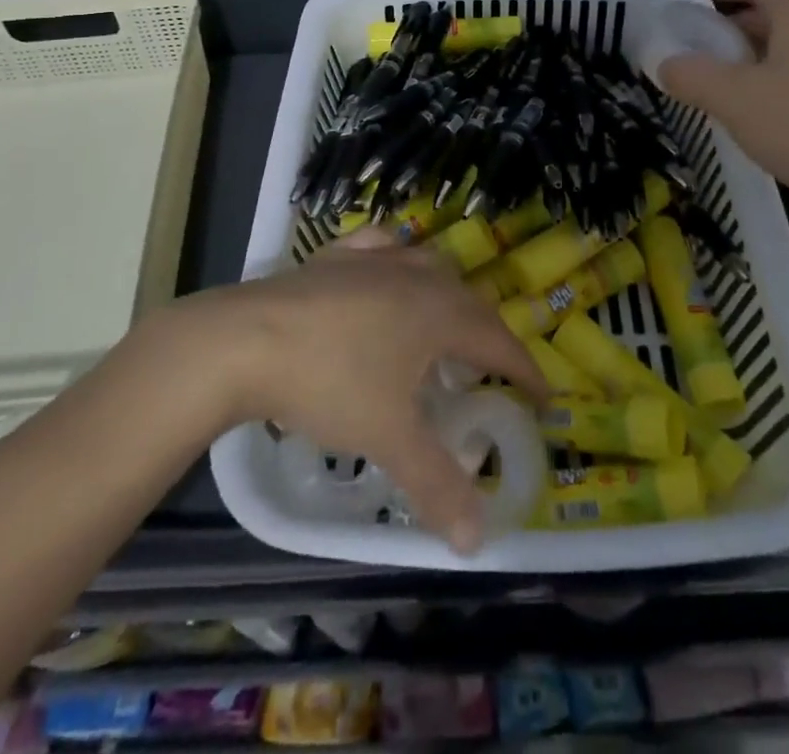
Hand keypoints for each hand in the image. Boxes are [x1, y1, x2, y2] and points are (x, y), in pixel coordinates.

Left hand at [197, 234, 547, 552]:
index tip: (544, 398)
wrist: (244, 340)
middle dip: (487, 335)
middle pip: (468, 300)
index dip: (525, 370)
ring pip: (428, 267)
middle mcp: (415, 275)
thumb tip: (477, 540)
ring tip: (442, 327)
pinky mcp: (334, 256)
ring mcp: (373, 259)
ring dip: (446, 297)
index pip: (499, 340)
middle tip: (490, 373)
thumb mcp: (388, 436)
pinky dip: (396, 259)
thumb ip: (436, 484)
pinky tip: (387, 267)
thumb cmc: (329, 382)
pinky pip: (381, 248)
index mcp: (439, 312)